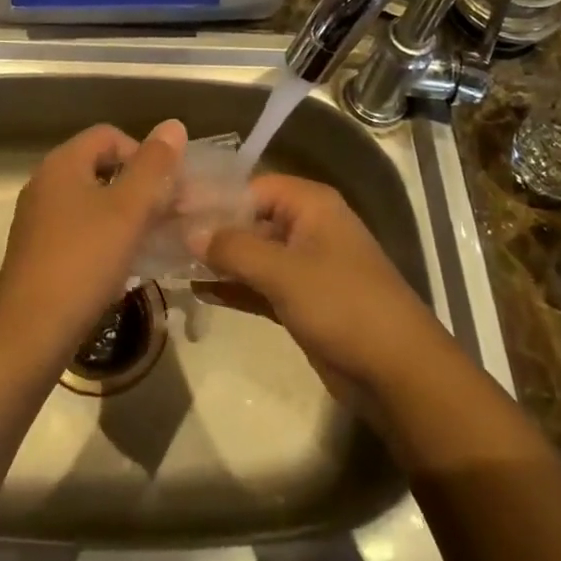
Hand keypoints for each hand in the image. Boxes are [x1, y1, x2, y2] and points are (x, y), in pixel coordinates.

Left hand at [0, 119, 187, 354]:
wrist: (30, 332)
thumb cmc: (83, 261)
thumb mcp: (128, 210)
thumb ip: (154, 166)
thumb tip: (173, 125)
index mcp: (62, 164)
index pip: (110, 136)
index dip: (143, 154)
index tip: (165, 189)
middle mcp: (45, 183)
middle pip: (100, 167)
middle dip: (138, 186)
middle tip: (166, 215)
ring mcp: (38, 219)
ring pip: (91, 202)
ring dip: (124, 215)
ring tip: (150, 241)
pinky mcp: (37, 251)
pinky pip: (79, 230)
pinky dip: (104, 238)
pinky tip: (122, 266)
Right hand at [191, 174, 447, 404]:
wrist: (399, 373)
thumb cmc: (343, 306)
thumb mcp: (284, 272)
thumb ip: (234, 248)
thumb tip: (189, 231)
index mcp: (310, 204)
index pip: (250, 186)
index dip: (211, 197)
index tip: (169, 209)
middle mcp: (307, 226)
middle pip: (249, 217)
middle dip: (210, 229)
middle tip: (162, 236)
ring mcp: (305, 265)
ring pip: (252, 253)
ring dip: (218, 259)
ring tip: (170, 262)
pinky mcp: (303, 300)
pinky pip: (260, 283)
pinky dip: (234, 286)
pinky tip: (198, 290)